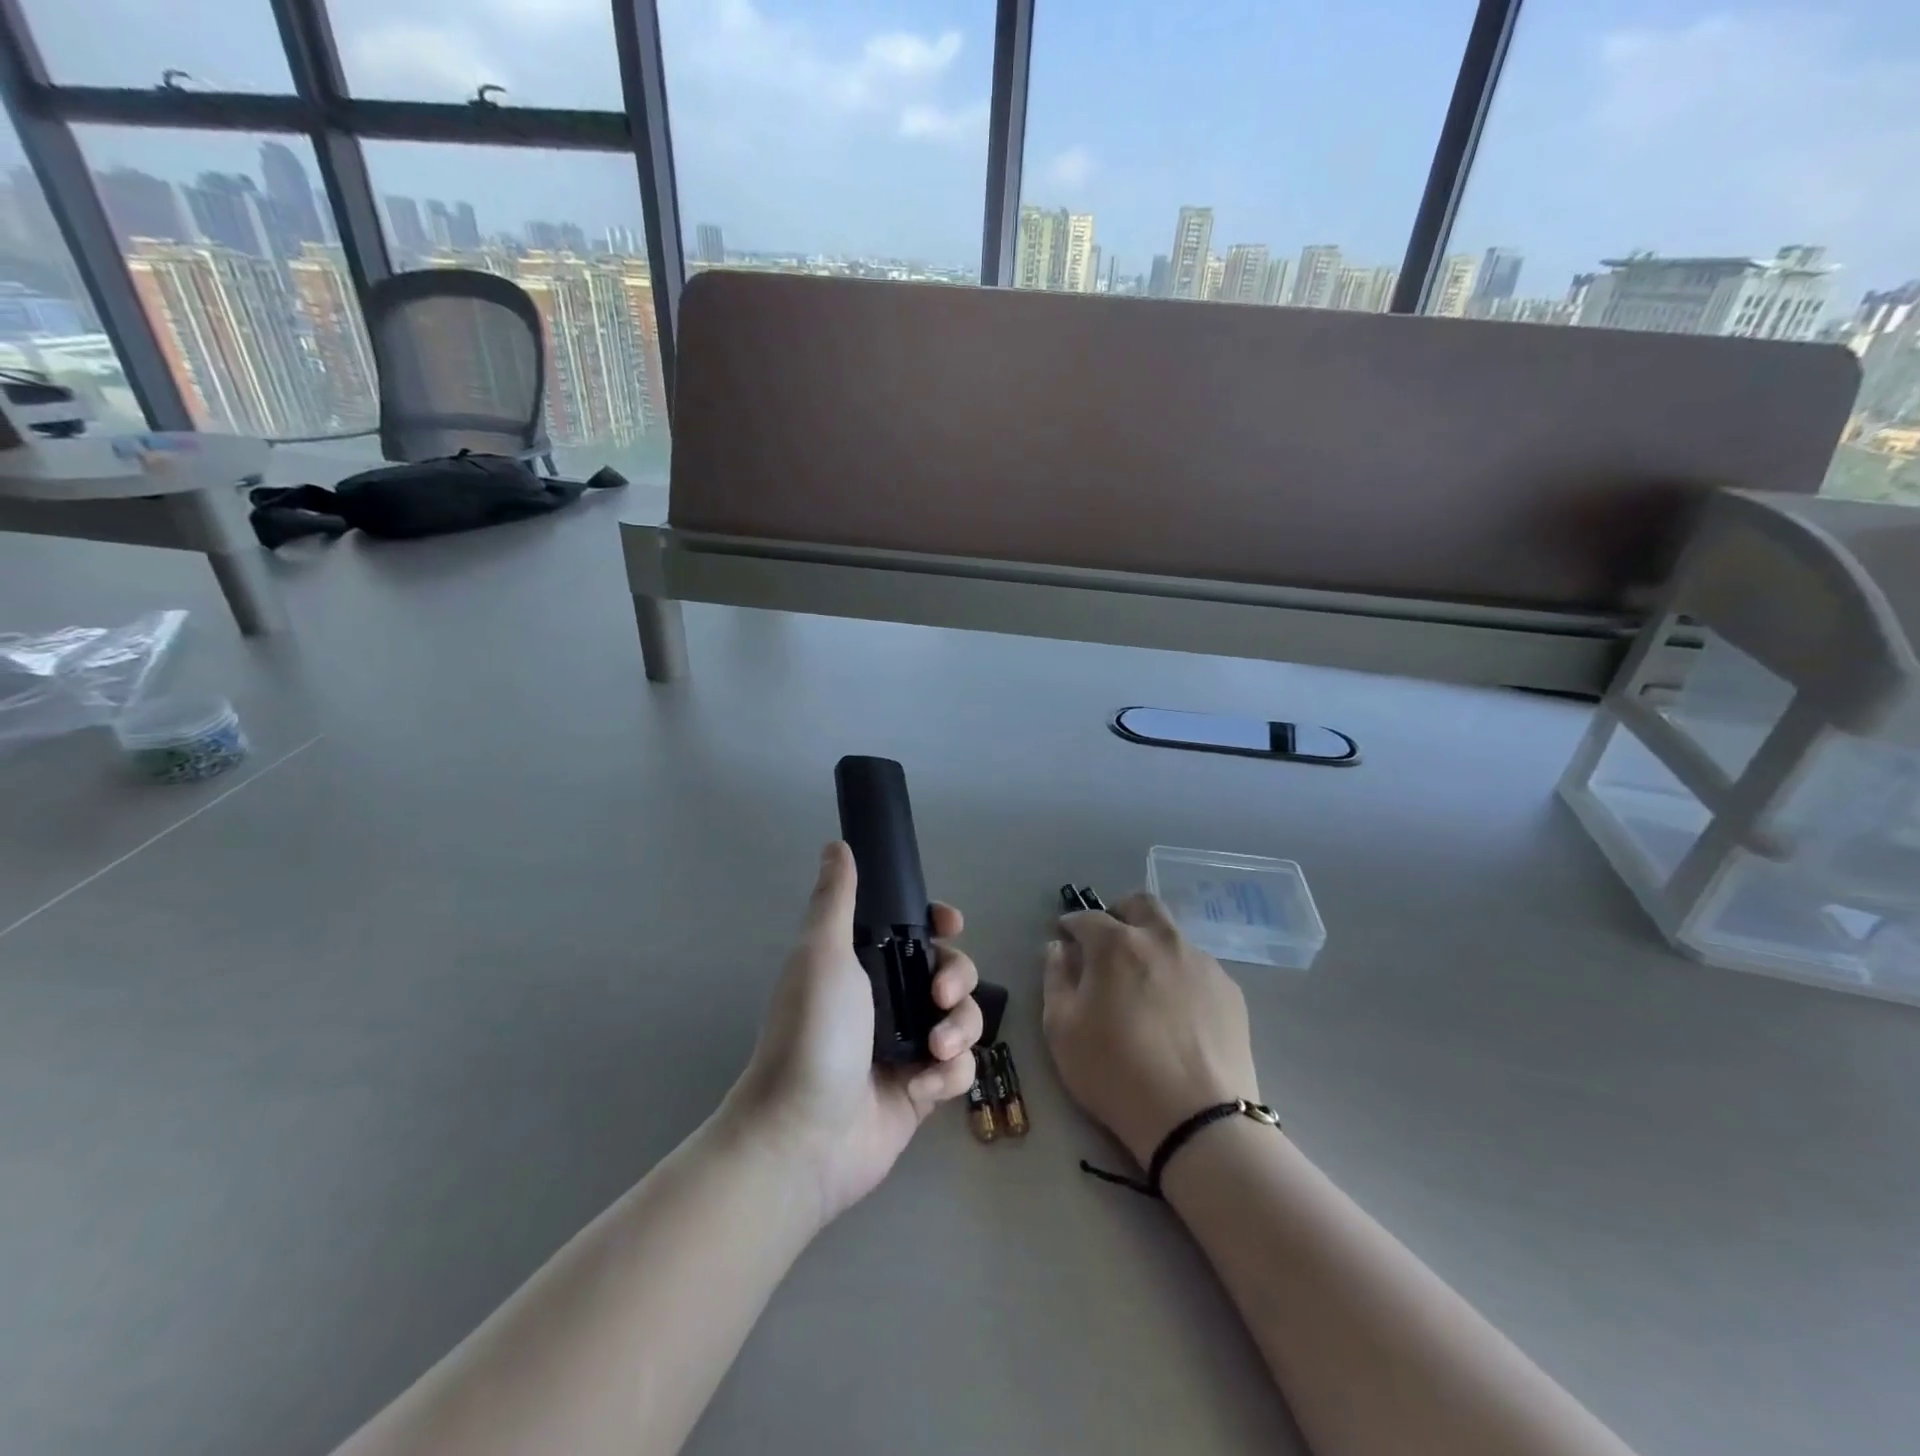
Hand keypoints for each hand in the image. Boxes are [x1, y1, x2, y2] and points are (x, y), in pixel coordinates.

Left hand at [724, 841, 983, 1224]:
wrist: (804, 1136)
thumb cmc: (813, 1034)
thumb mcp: (822, 955)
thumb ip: (836, 898)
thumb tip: (836, 844)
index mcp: (863, 965)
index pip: (913, 931)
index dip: (938, 924)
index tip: (950, 924)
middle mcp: (887, 1000)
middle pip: (948, 970)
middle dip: (956, 977)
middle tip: (938, 997)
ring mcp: (907, 1045)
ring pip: (962, 1017)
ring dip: (959, 1028)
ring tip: (935, 1049)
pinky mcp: (921, 1089)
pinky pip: (959, 1067)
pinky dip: (949, 1073)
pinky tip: (923, 1086)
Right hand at [1043, 892, 1258, 1166]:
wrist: (1196, 1119)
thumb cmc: (1115, 1072)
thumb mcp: (1061, 1030)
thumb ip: (1055, 978)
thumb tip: (1059, 948)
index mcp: (1116, 943)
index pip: (1087, 917)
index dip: (1071, 925)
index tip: (1065, 938)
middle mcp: (1161, 939)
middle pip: (1140, 905)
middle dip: (1119, 914)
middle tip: (1108, 943)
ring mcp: (1201, 962)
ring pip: (1172, 935)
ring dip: (1152, 945)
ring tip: (1145, 984)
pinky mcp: (1229, 990)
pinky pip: (1197, 967)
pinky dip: (1179, 975)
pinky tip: (1176, 1011)